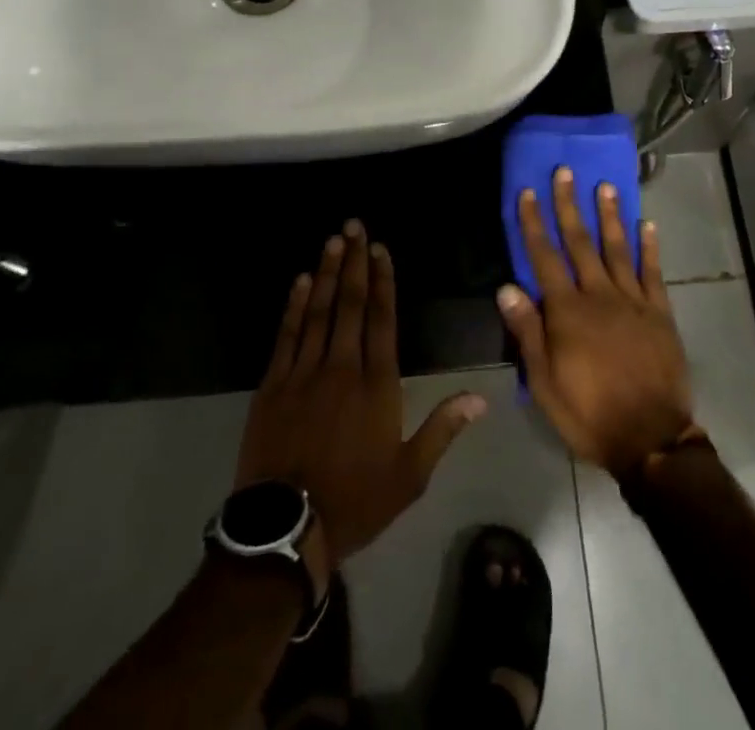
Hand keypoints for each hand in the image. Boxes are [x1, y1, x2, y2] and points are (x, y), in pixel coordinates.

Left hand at [237, 220, 486, 580]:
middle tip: (354, 225)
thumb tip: (480, 398)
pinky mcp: (273, 384)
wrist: (286, 529)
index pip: (382, 319)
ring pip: (319, 311)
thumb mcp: (409, 474)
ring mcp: (304, 372)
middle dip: (355, 262)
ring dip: (327, 273)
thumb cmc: (355, 500)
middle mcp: (342, 367)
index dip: (384, 280)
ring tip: (333, 240)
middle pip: (351, 304)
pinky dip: (294, 305)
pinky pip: (287, 334)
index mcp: (377, 385)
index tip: (381, 249)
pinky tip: (301, 281)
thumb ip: (442, 429)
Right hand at [497, 168, 694, 477]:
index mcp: (567, 312)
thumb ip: (528, 332)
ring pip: (617, 248)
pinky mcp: (659, 312)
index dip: (533, 223)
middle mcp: (599, 295)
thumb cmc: (589, 413)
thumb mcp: (544, 383)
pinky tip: (647, 224)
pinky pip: (653, 272)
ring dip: (609, 215)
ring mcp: (633, 300)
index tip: (528, 192)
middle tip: (565, 172)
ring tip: (604, 186)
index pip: (544, 257)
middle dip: (569, 205)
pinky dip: (649, 246)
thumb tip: (507, 287)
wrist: (651, 440)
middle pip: (580, 242)